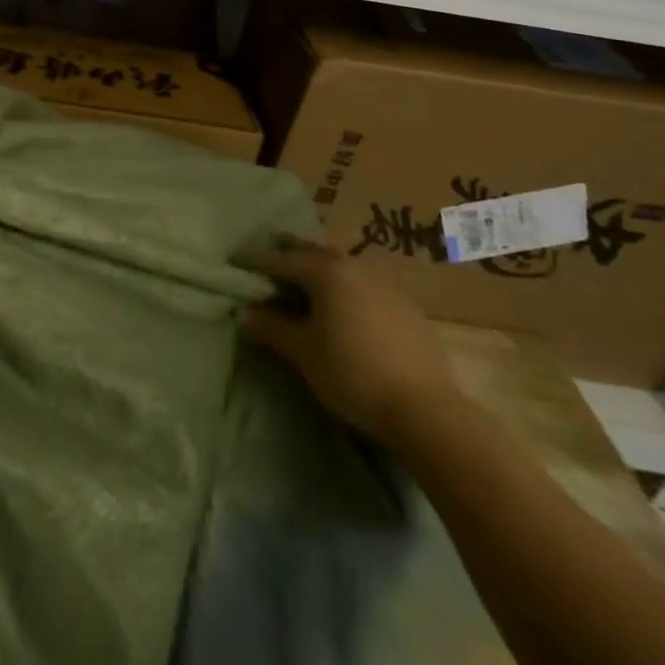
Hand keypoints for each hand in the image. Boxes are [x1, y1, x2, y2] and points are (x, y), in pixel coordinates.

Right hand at [242, 241, 459, 447]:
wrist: (426, 410)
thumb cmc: (352, 373)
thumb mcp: (302, 352)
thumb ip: (271, 327)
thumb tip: (245, 312)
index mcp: (326, 272)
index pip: (282, 259)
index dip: (258, 262)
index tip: (238, 263)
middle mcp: (355, 267)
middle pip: (314, 253)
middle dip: (290, 256)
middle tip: (269, 264)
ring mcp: (385, 285)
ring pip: (342, 268)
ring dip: (320, 271)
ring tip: (304, 286)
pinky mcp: (407, 308)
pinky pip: (365, 286)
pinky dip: (345, 289)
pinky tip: (343, 309)